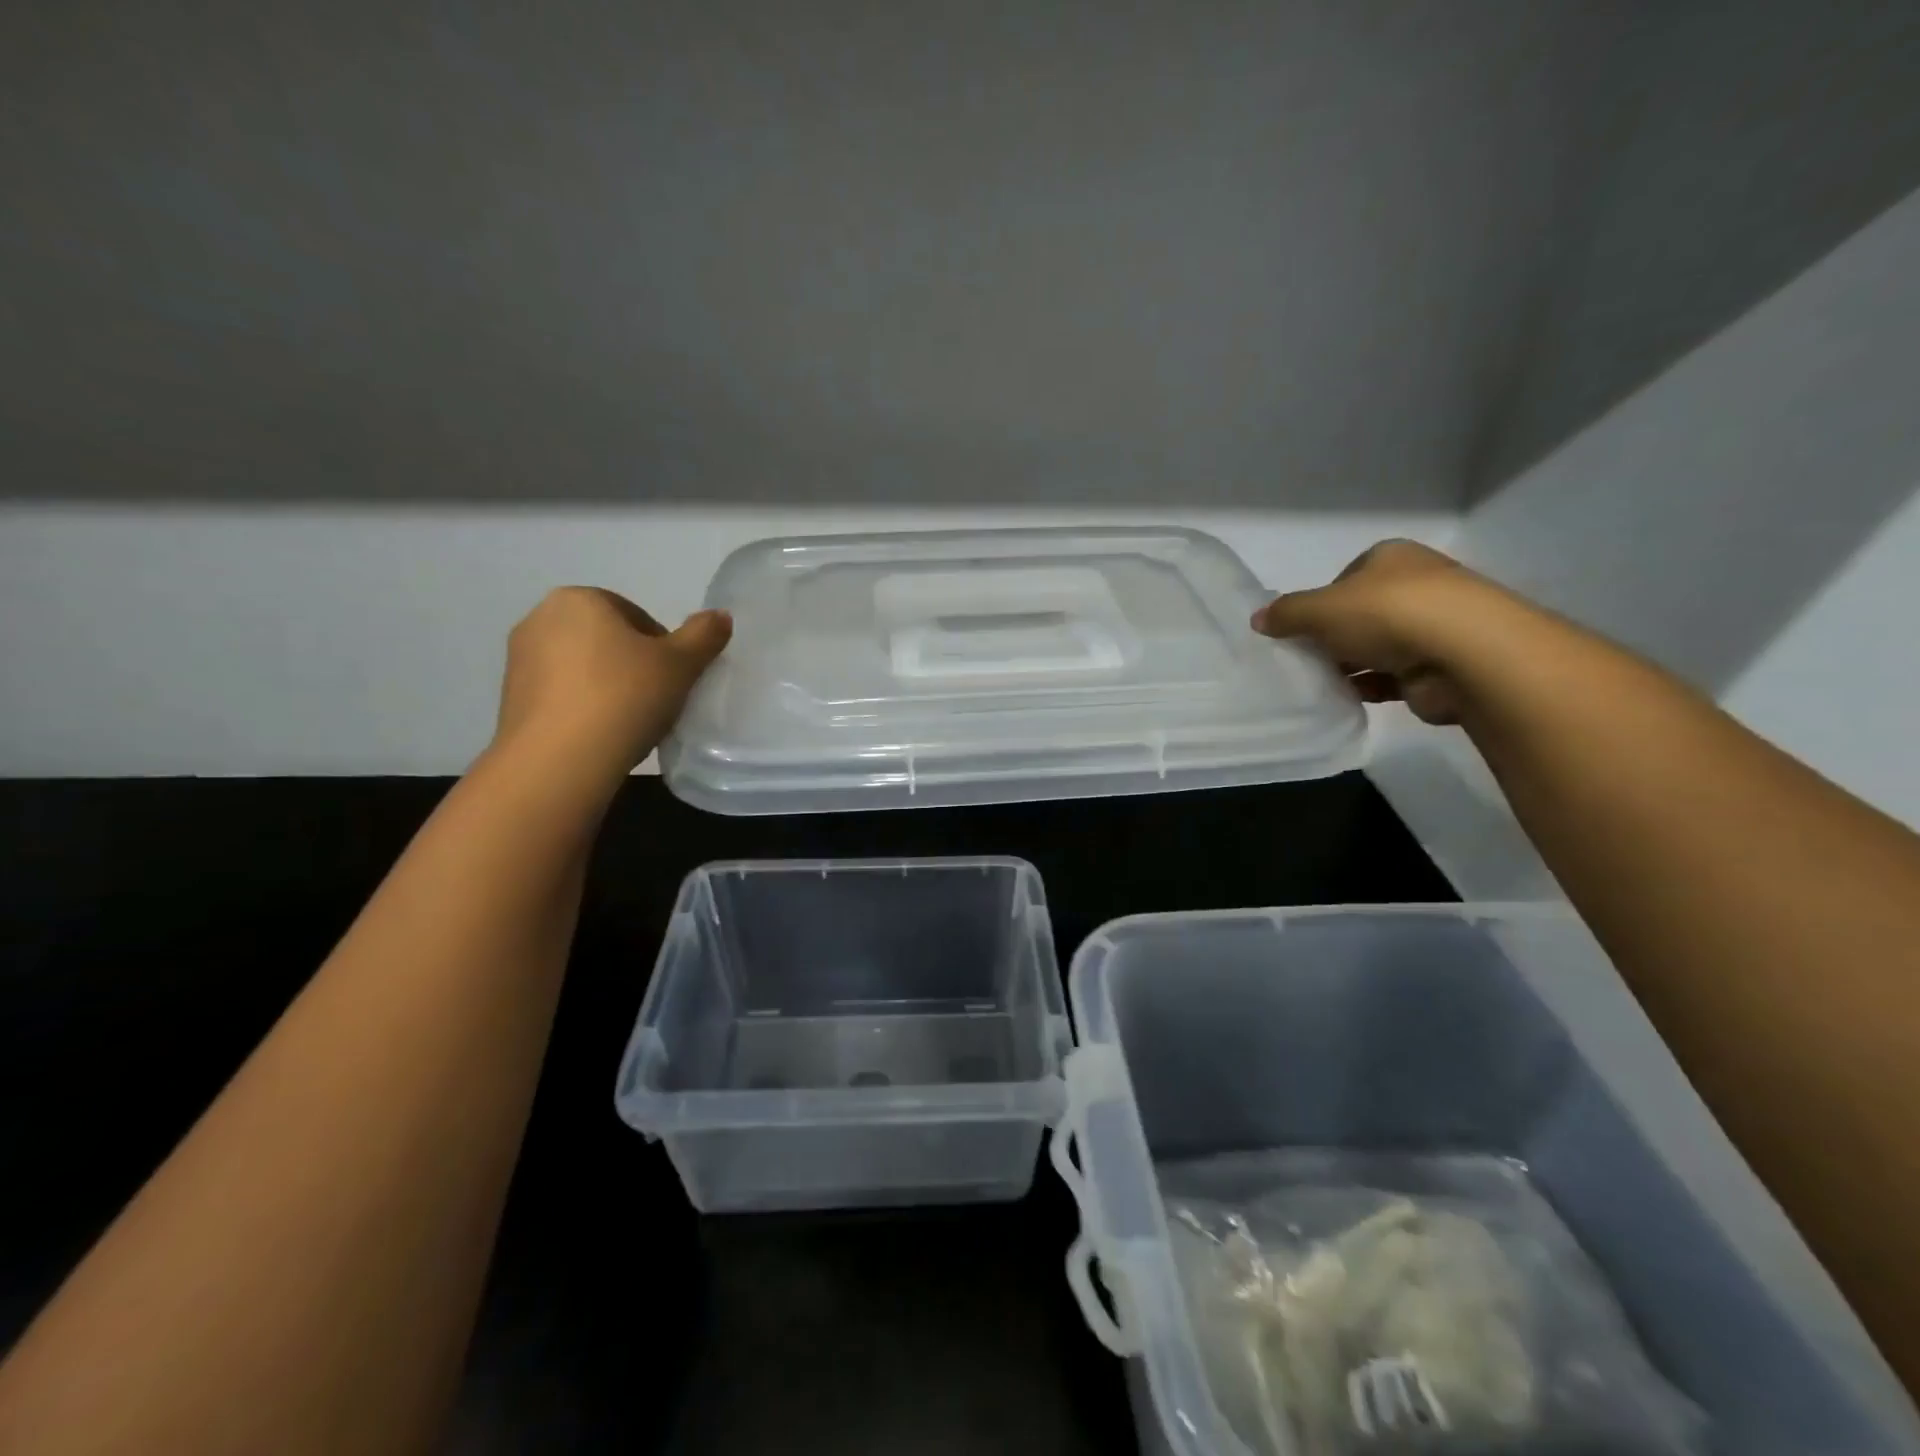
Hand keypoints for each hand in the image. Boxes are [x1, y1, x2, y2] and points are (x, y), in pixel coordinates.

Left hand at [491, 587, 731, 778]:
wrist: (559, 759)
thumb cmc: (624, 697)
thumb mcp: (680, 664)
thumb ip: (704, 635)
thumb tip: (720, 616)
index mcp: (580, 599)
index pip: (636, 616)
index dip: (663, 647)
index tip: (674, 679)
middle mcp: (541, 619)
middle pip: (607, 639)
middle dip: (632, 665)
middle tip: (657, 699)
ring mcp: (519, 660)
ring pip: (582, 668)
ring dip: (608, 687)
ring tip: (630, 721)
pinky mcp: (509, 699)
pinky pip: (561, 695)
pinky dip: (584, 708)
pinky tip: (602, 734)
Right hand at [1250, 540, 1511, 724]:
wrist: (1466, 654)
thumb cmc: (1387, 613)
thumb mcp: (1320, 609)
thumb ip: (1287, 614)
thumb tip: (1258, 619)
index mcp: (1391, 558)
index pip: (1346, 577)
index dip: (1320, 602)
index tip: (1303, 628)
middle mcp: (1417, 585)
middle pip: (1361, 612)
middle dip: (1335, 636)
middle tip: (1305, 658)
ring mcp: (1435, 625)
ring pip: (1378, 645)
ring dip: (1352, 664)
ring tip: (1320, 682)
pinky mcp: (1442, 664)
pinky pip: (1395, 675)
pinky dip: (1371, 686)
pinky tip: (1348, 697)